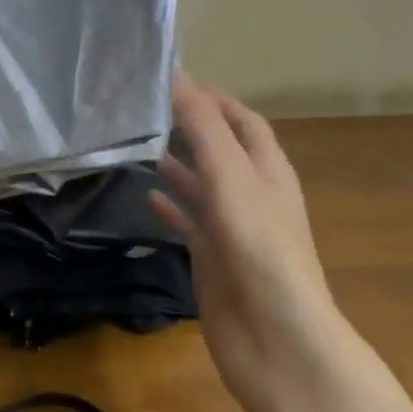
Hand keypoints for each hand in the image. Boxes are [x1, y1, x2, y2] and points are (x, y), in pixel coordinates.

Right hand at [150, 73, 339, 405]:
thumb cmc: (257, 246)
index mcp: (267, 169)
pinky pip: (190, 222)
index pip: (242, 120)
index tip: (172, 78)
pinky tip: (147, 197)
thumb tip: (177, 75)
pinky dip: (172, 206)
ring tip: (140, 145)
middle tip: (144, 109)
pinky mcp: (213, 257)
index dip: (213, 98)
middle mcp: (251, 193)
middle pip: (220, 149)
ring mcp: (232, 227)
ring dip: (178, 164)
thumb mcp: (230, 175)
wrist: (273, 336)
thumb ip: (203, 126)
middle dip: (190, 127)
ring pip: (202, 185)